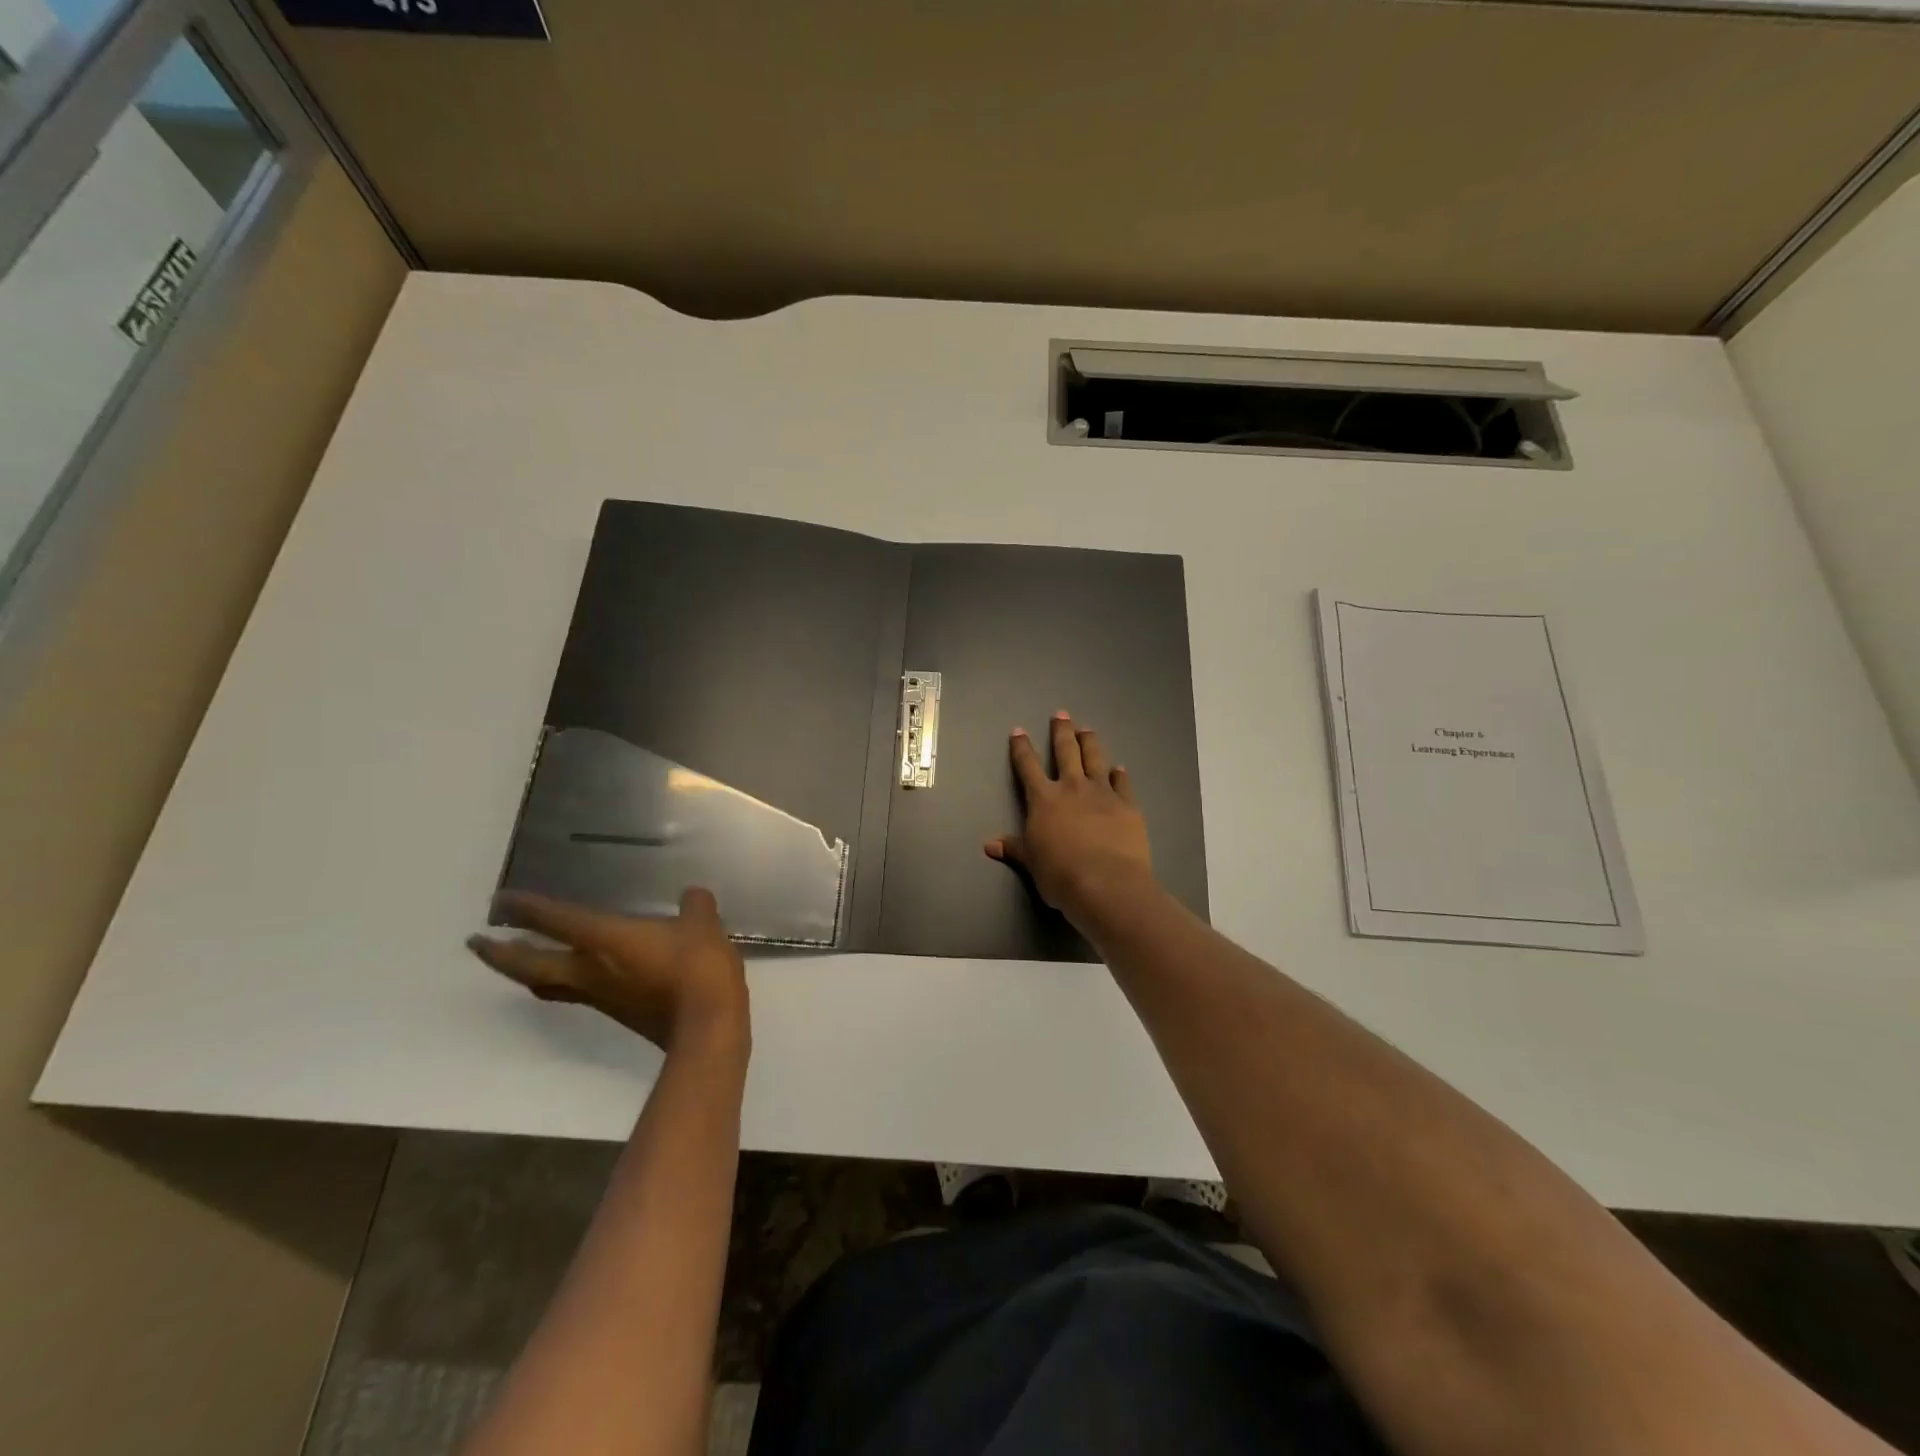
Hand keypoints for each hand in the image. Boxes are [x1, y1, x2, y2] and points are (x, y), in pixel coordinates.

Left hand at [468, 887, 748, 1054]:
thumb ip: (694, 907)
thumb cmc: (698, 969)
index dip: (525, 908)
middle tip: (478, 942)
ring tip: (517, 960)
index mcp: (604, 940)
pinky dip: (562, 981)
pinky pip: (575, 993)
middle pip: (530, 964)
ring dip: (525, 972)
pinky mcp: (617, 1013)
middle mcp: (590, 970)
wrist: (707, 1027)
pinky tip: (580, 973)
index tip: (500, 900)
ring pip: (546, 985)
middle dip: (500, 953)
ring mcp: (601, 996)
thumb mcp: (703, 925)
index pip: (554, 920)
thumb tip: (692, 898)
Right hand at [985, 711, 1154, 926]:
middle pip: (1066, 751)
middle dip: (1061, 731)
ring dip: (1090, 742)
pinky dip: (1120, 774)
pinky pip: (1123, 784)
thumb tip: (990, 845)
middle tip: (1061, 713)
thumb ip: (1015, 848)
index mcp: (1044, 800)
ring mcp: (1103, 793)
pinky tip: (1120, 768)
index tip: (1019, 731)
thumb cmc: (1061, 875)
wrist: (1106, 883)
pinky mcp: (1127, 805)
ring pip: (1095, 759)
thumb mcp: (1032, 863)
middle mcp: (1072, 788)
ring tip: (1087, 729)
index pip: (1028, 766)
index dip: (1022, 748)